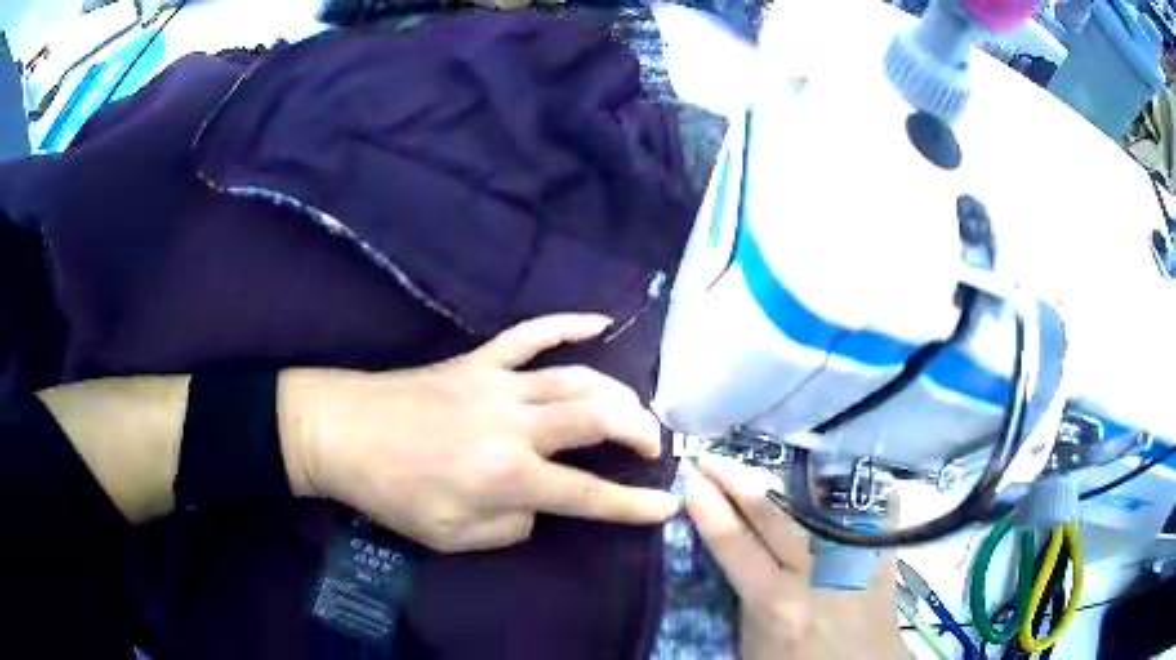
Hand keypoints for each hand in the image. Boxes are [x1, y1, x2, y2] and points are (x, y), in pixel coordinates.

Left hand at [280, 313, 679, 552]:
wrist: (341, 432)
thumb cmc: (392, 492)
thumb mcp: (451, 536)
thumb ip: (508, 528)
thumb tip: (538, 506)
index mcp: (507, 476)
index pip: (588, 494)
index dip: (633, 505)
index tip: (667, 504)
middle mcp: (514, 425)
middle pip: (597, 419)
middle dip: (639, 431)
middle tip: (654, 445)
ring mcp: (498, 383)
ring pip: (576, 378)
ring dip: (617, 392)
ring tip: (636, 408)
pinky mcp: (479, 360)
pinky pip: (532, 333)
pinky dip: (568, 324)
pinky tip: (600, 321)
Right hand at [685, 454, 906, 659]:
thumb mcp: (754, 645)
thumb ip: (747, 602)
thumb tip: (739, 562)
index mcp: (776, 602)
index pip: (734, 542)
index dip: (708, 507)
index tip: (690, 479)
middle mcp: (815, 571)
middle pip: (771, 511)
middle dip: (737, 478)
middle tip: (712, 457)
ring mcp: (852, 557)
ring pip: (814, 501)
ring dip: (782, 477)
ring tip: (759, 457)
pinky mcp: (880, 554)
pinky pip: (868, 505)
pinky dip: (846, 485)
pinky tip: (832, 461)